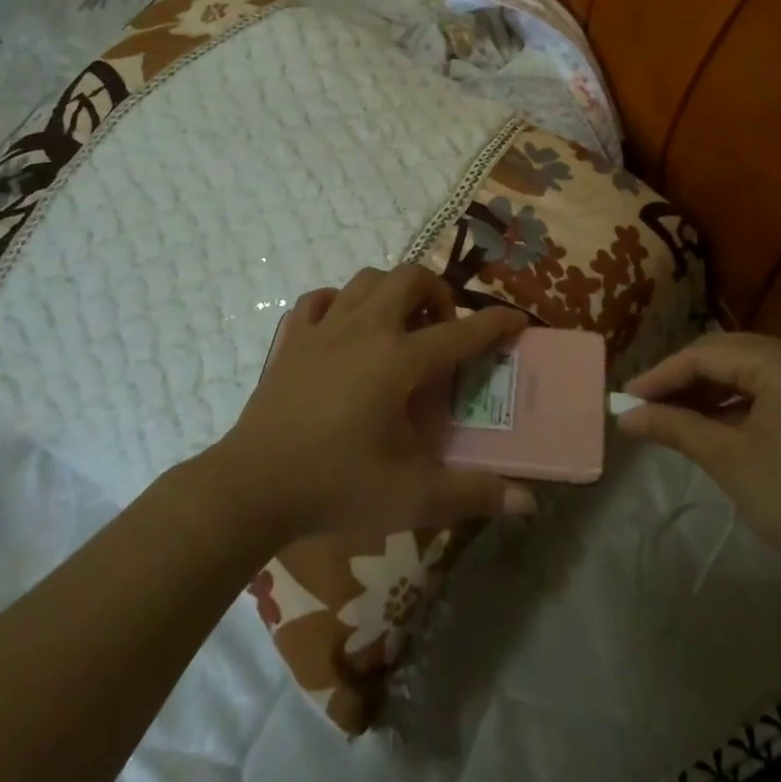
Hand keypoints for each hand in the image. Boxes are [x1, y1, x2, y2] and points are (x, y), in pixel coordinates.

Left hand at [217, 265, 535, 541]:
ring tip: (401, 323)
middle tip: (444, 325)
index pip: (460, 332)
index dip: (495, 323)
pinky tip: (345, 327)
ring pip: (367, 280)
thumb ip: (472, 495)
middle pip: (410, 278)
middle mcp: (365, 330)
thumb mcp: (411, 497)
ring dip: (393, 290)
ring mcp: (324, 329)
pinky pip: (320, 299)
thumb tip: (528, 503)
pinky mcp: (293, 339)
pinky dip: (340, 302)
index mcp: (398, 361)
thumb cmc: (335, 486)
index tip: (517, 319)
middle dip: (437, 291)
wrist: (251, 486)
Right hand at [618, 334, 780, 591]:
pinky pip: (773, 386)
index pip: (704, 354)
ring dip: (711, 391)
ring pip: (750, 370)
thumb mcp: (730, 461)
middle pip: (727, 354)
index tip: (624, 399)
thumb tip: (624, 415)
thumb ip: (674, 428)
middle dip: (683, 380)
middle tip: (644, 406)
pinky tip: (717, 424)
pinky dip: (741, 402)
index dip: (660, 376)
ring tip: (673, 417)